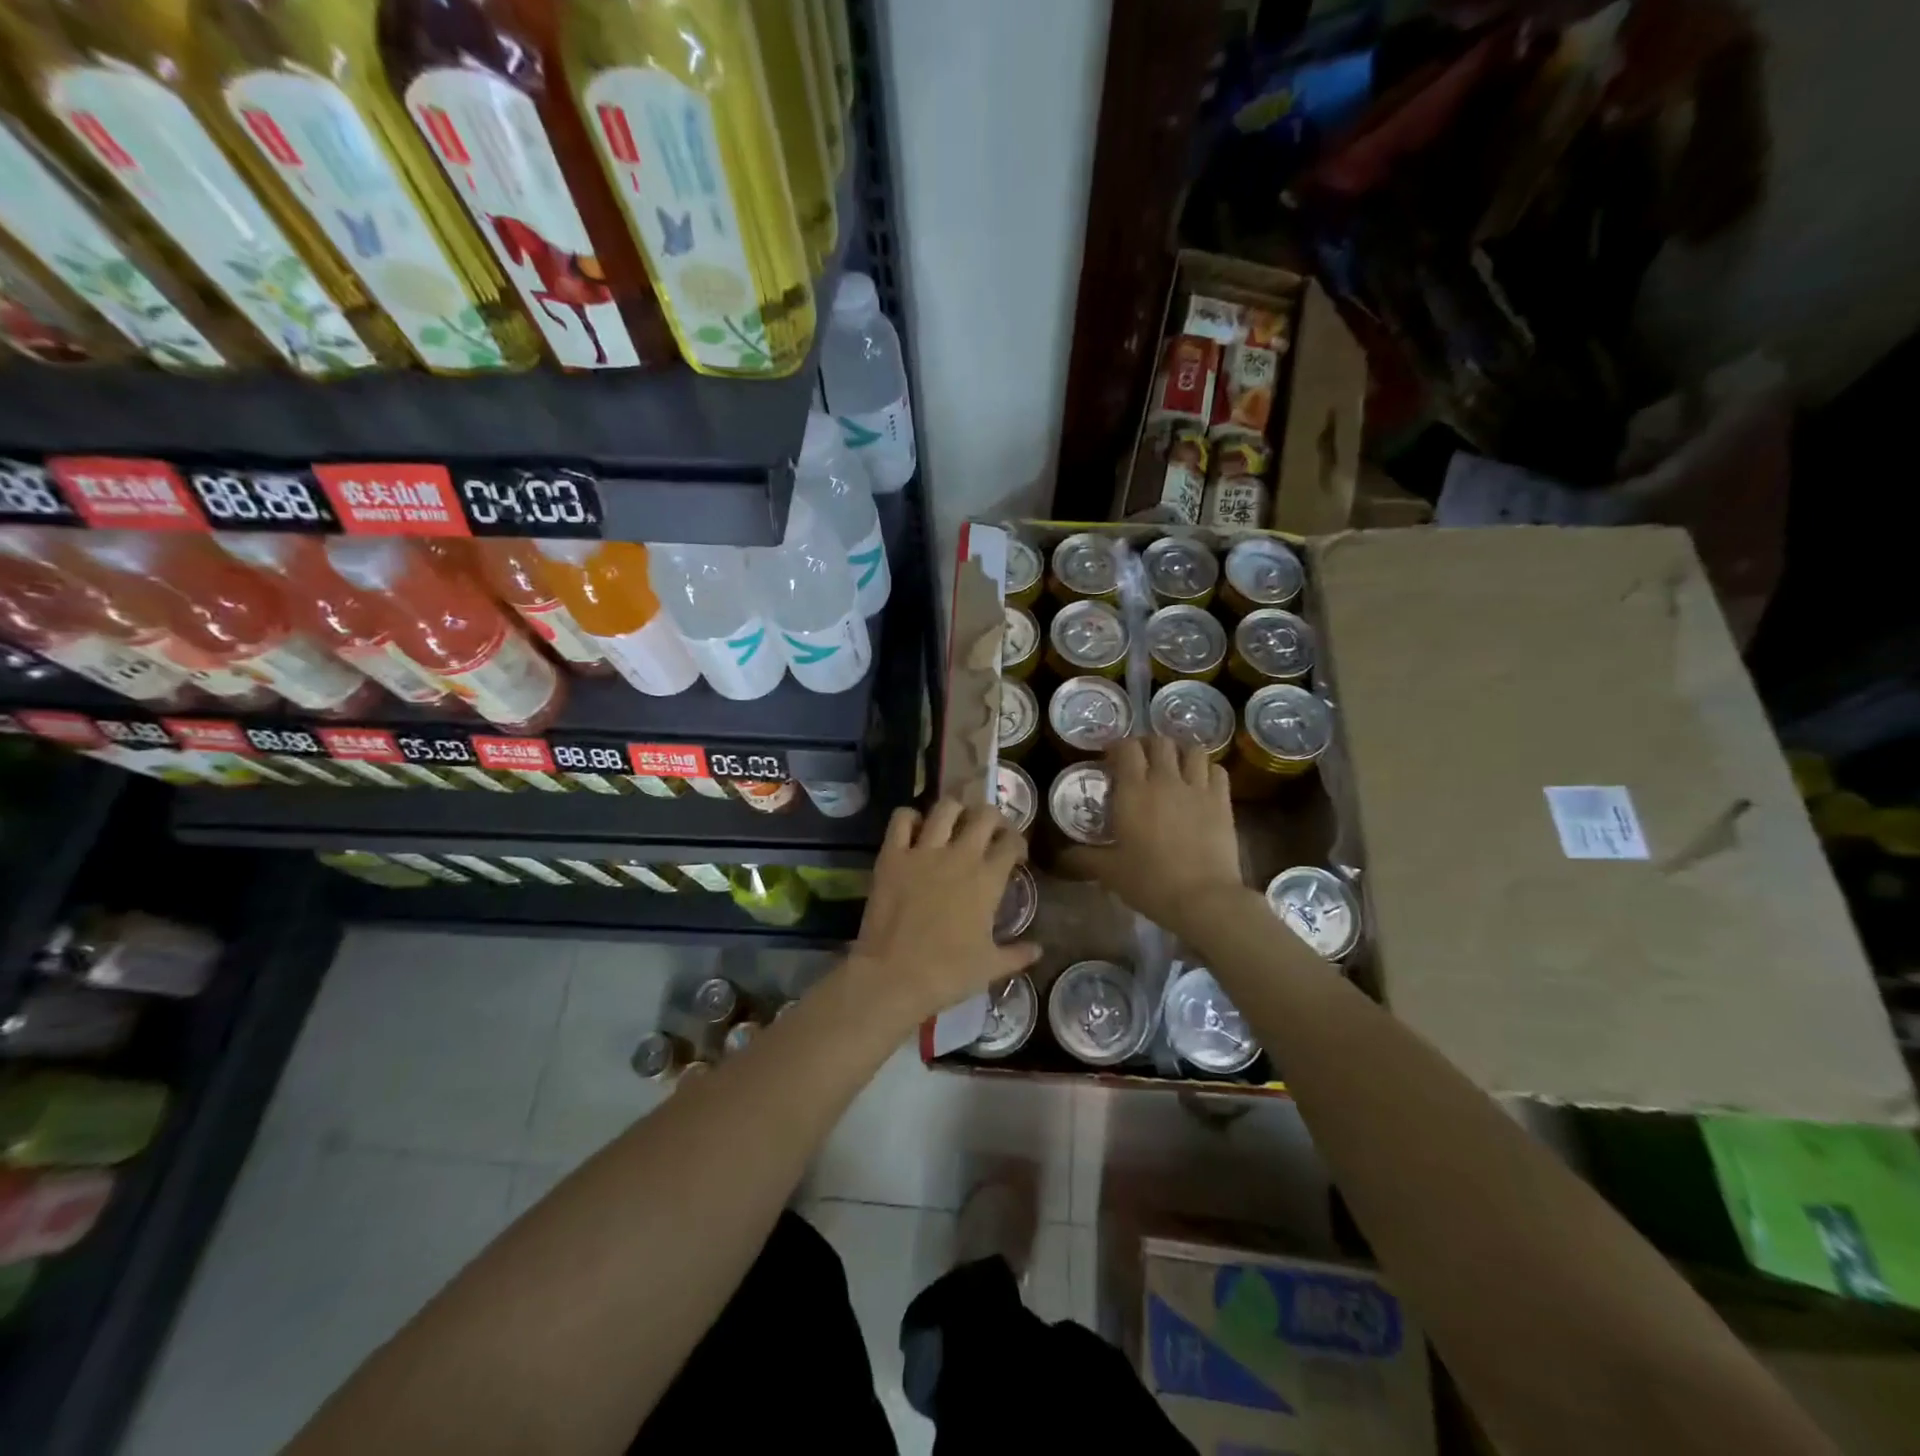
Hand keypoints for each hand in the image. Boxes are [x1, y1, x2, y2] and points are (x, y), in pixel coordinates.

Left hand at [848, 799, 1040, 1021]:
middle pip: (984, 815)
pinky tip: (915, 829)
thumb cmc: (947, 973)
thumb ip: (1017, 954)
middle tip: (989, 832)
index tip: (1015, 855)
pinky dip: (910, 817)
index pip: (1012, 842)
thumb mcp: (990, 968)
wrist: (894, 976)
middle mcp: (960, 855)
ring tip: (955, 822)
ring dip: (955, 810)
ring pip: (946, 807)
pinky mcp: (892, 855)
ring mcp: (924, 851)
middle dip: (992, 818)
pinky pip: (902, 819)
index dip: (1018, 843)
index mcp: (988, 879)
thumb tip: (1038, 950)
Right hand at [1064, 736, 1246, 941]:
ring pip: (1191, 750)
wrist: (1202, 898)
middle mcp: (1165, 780)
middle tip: (1142, 761)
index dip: (1118, 746)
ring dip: (1180, 752)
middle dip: (1148, 745)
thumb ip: (1084, 858)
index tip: (1111, 758)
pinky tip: (1201, 781)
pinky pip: (1217, 770)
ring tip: (1174, 766)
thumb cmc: (1150, 882)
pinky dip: (1207, 769)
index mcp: (1133, 791)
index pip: (1126, 748)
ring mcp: (1197, 788)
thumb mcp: (1109, 872)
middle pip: (1159, 742)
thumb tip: (1061, 856)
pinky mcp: (1222, 801)